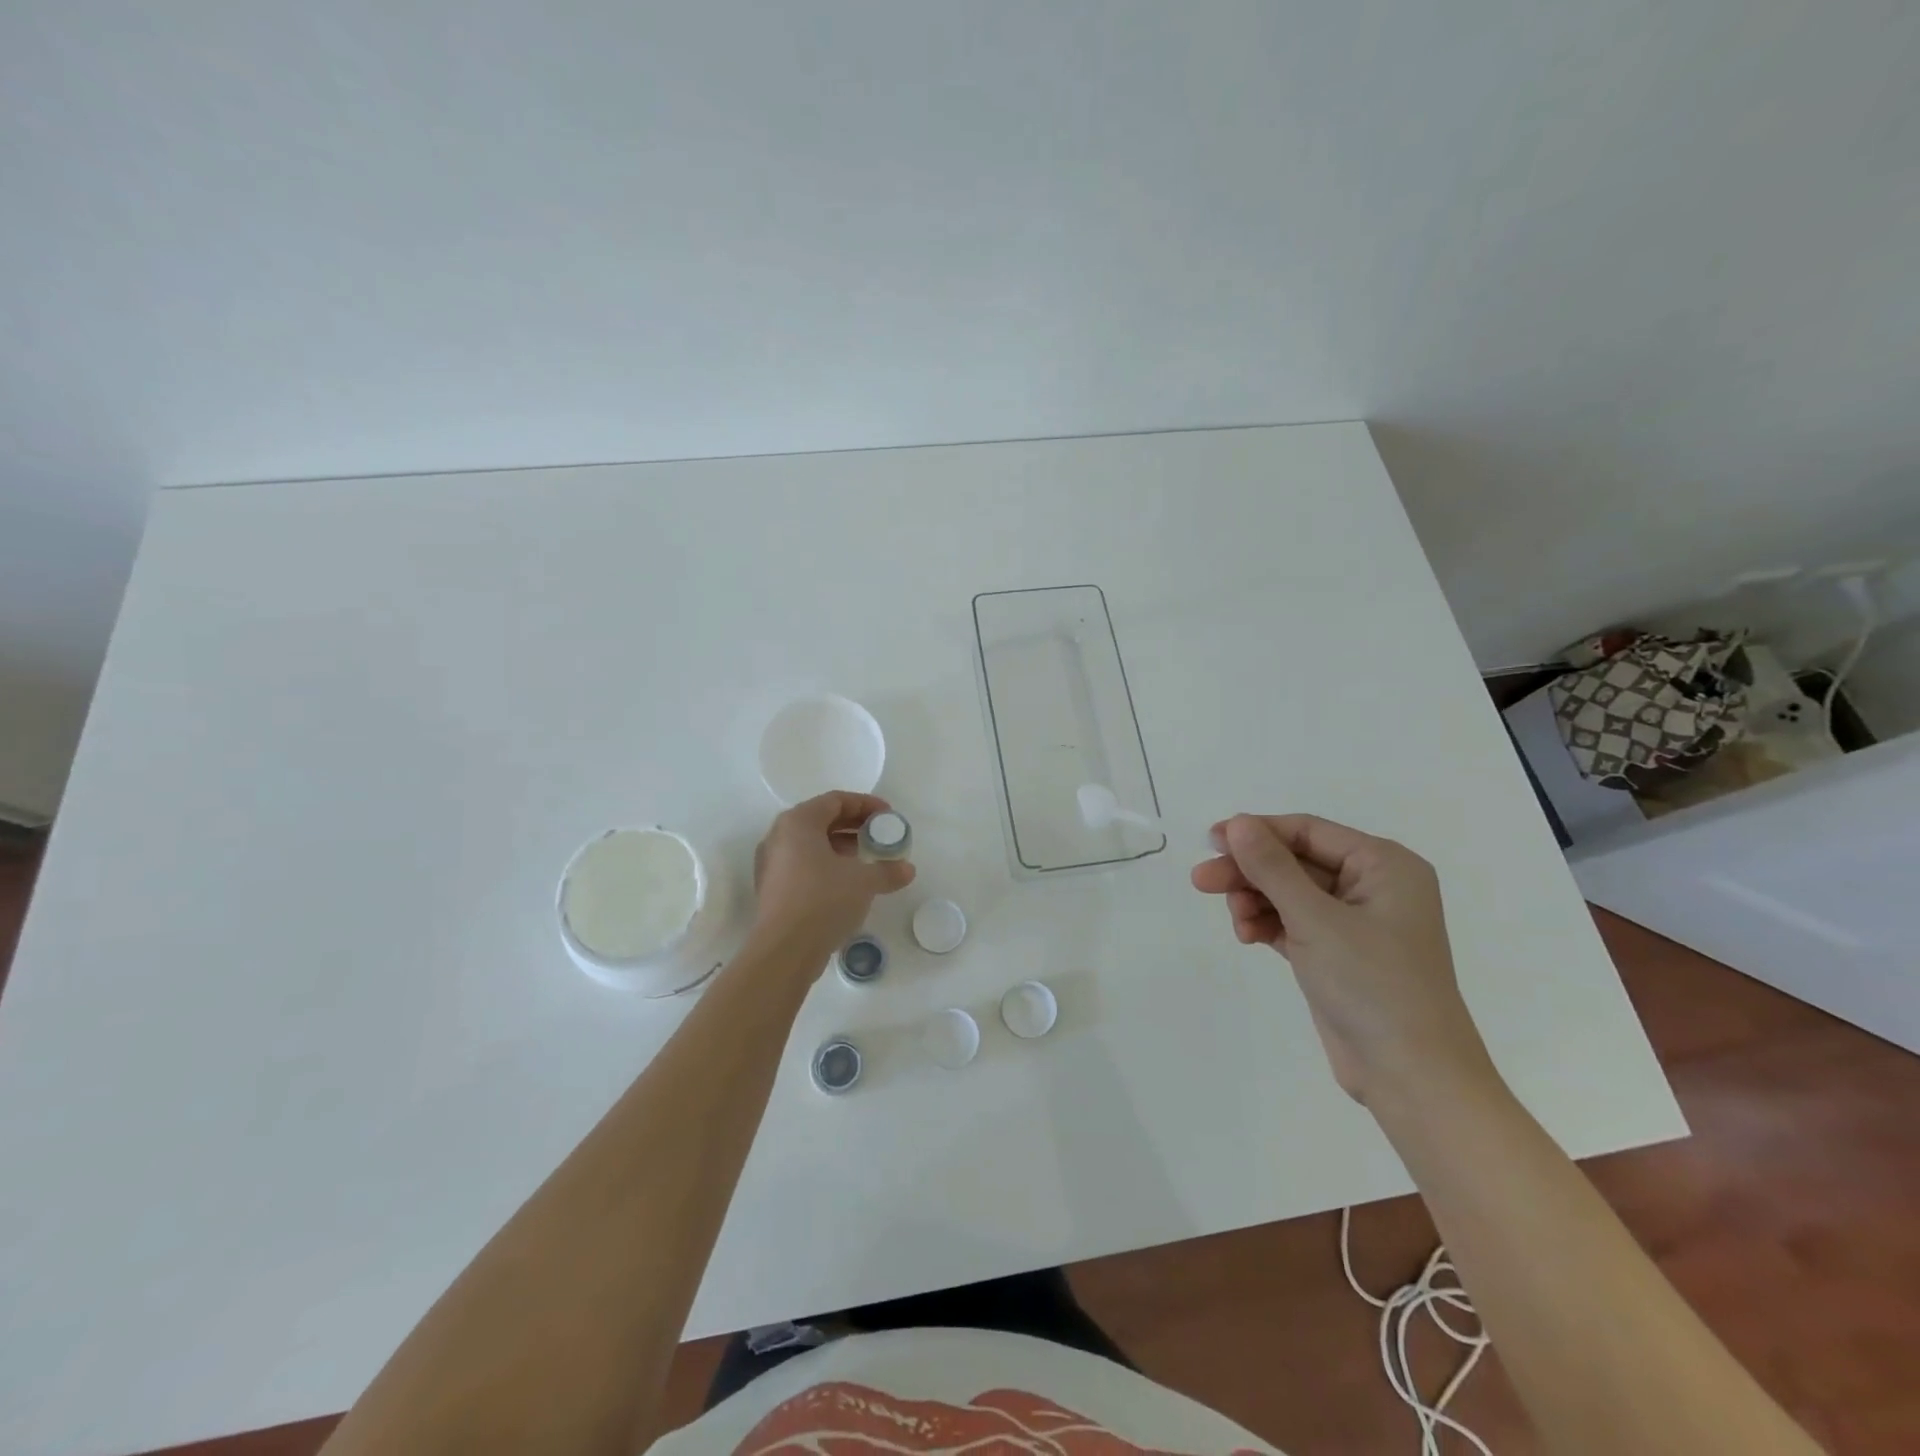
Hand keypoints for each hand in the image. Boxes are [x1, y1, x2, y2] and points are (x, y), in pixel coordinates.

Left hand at [749, 792, 915, 967]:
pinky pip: (802, 864)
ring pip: (811, 843)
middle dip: (853, 825)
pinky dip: (826, 864)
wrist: (785, 950)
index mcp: (798, 822)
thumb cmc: (824, 900)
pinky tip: (847, 881)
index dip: (865, 804)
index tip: (887, 815)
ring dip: (840, 846)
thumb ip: (887, 870)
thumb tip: (907, 869)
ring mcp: (772, 863)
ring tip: (867, 857)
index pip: (835, 801)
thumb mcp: (863, 882)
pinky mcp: (772, 887)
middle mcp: (779, 836)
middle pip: (821, 819)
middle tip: (879, 834)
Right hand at [1191, 813, 1493, 1104]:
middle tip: (1201, 881)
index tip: (1210, 842)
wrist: (1411, 1077)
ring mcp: (1354, 923)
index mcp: (1383, 866)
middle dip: (1249, 872)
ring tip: (1236, 922)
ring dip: (1255, 901)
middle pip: (1294, 862)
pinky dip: (1267, 925)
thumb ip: (1272, 868)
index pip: (1308, 831)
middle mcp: (1372, 887)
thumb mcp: (1315, 919)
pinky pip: (1292, 923)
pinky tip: (1247, 936)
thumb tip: (1237, 823)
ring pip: (1289, 893)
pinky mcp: (1337, 954)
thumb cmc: (1373, 984)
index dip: (1257, 832)